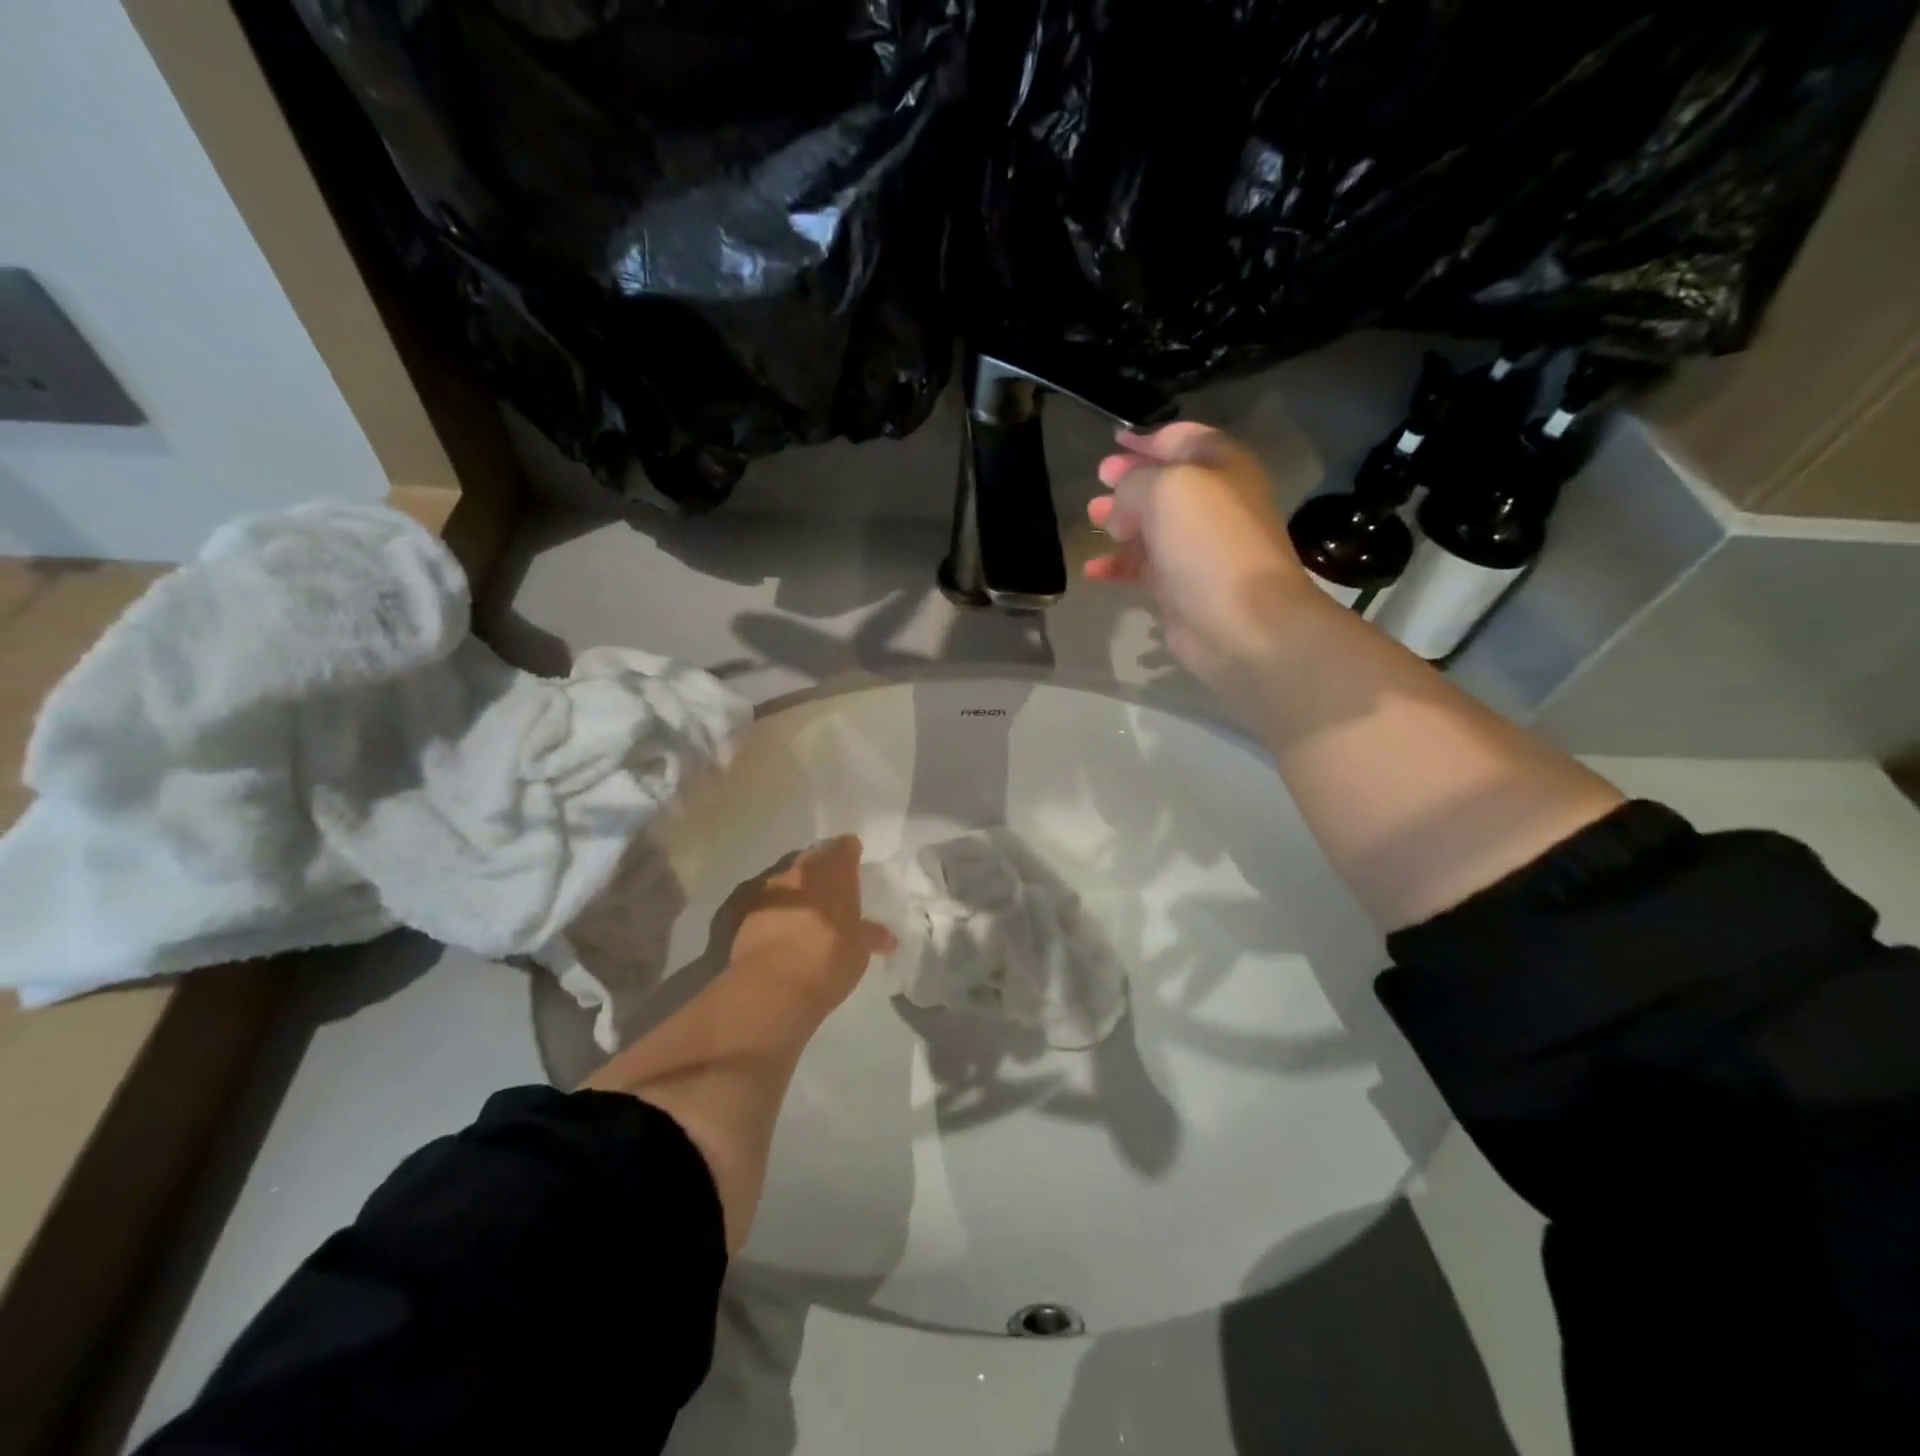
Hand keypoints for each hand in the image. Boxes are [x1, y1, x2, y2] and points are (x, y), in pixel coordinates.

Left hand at [723, 835, 895, 1018]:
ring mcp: (770, 890)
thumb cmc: (828, 957)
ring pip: (787, 879)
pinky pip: (768, 903)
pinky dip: (778, 909)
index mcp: (834, 872)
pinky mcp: (745, 913)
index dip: (850, 851)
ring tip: (807, 908)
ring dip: (797, 889)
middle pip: (813, 858)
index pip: (845, 848)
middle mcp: (801, 872)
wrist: (772, 984)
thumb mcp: (859, 949)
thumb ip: (871, 935)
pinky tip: (783, 926)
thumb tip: (888, 938)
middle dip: (822, 866)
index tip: (854, 858)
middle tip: (831, 882)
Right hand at [1085, 422, 1325, 707]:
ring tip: (1090, 519)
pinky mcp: (1180, 587)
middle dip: (1129, 481)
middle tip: (1098, 482)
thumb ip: (1133, 482)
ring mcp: (1196, 548)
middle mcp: (1212, 503)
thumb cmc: (1208, 541)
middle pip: (1164, 484)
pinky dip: (1117, 566)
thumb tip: (1119, 505)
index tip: (1114, 442)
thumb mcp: (1166, 488)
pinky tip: (1092, 570)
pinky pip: (1142, 568)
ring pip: (1150, 526)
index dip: (1148, 438)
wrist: (1241, 620)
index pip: (1182, 439)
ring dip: (1119, 521)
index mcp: (1221, 467)